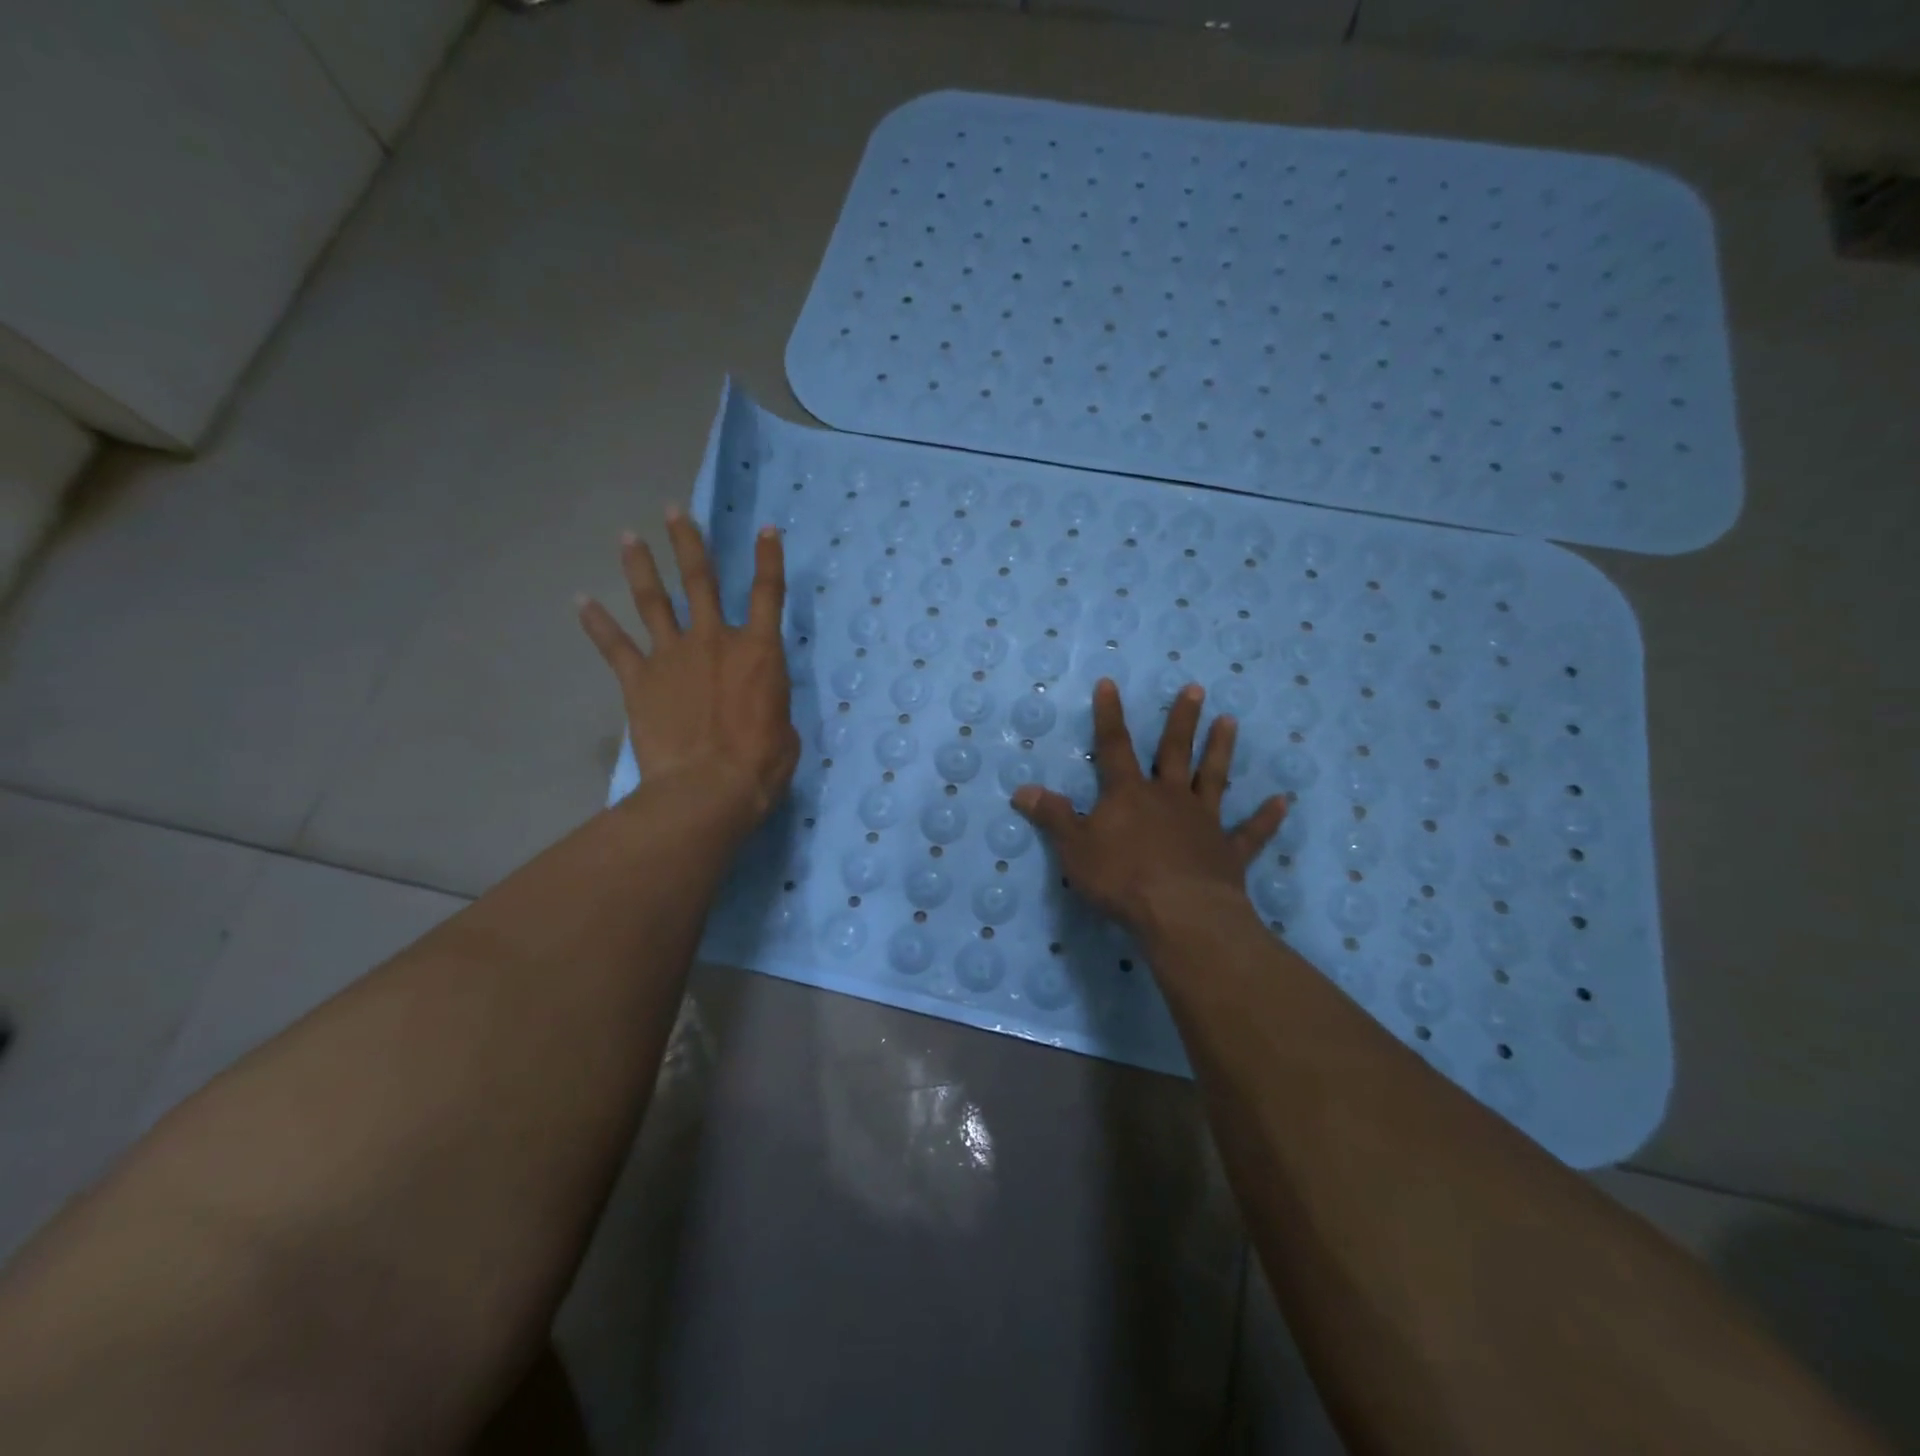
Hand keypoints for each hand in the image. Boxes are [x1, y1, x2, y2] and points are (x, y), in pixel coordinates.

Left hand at [577, 507, 799, 829]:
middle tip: (674, 511)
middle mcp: (714, 641)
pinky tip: (581, 601)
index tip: (766, 529)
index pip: (767, 594)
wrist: (706, 788)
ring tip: (628, 536)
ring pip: (653, 601)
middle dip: (688, 543)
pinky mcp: (638, 680)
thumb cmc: (759, 764)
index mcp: (759, 652)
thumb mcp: (785, 730)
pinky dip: (596, 623)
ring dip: (640, 566)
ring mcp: (672, 656)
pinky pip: (615, 646)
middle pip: (700, 580)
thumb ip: (770, 703)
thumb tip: (758, 703)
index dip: (768, 560)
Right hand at [1011, 679, 1286, 936]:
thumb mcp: (1074, 849)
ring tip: (1230, 721)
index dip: (1109, 715)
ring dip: (1221, 750)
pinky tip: (1282, 802)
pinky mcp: (1227, 853)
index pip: (1114, 747)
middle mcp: (1169, 798)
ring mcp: (1203, 823)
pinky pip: (1250, 833)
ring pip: (1213, 779)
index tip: (1110, 683)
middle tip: (1195, 689)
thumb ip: (1053, 817)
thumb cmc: (1121, 878)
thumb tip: (1022, 789)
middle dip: (1181, 720)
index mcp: (1129, 795)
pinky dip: (1265, 818)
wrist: (1180, 914)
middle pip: (1174, 751)